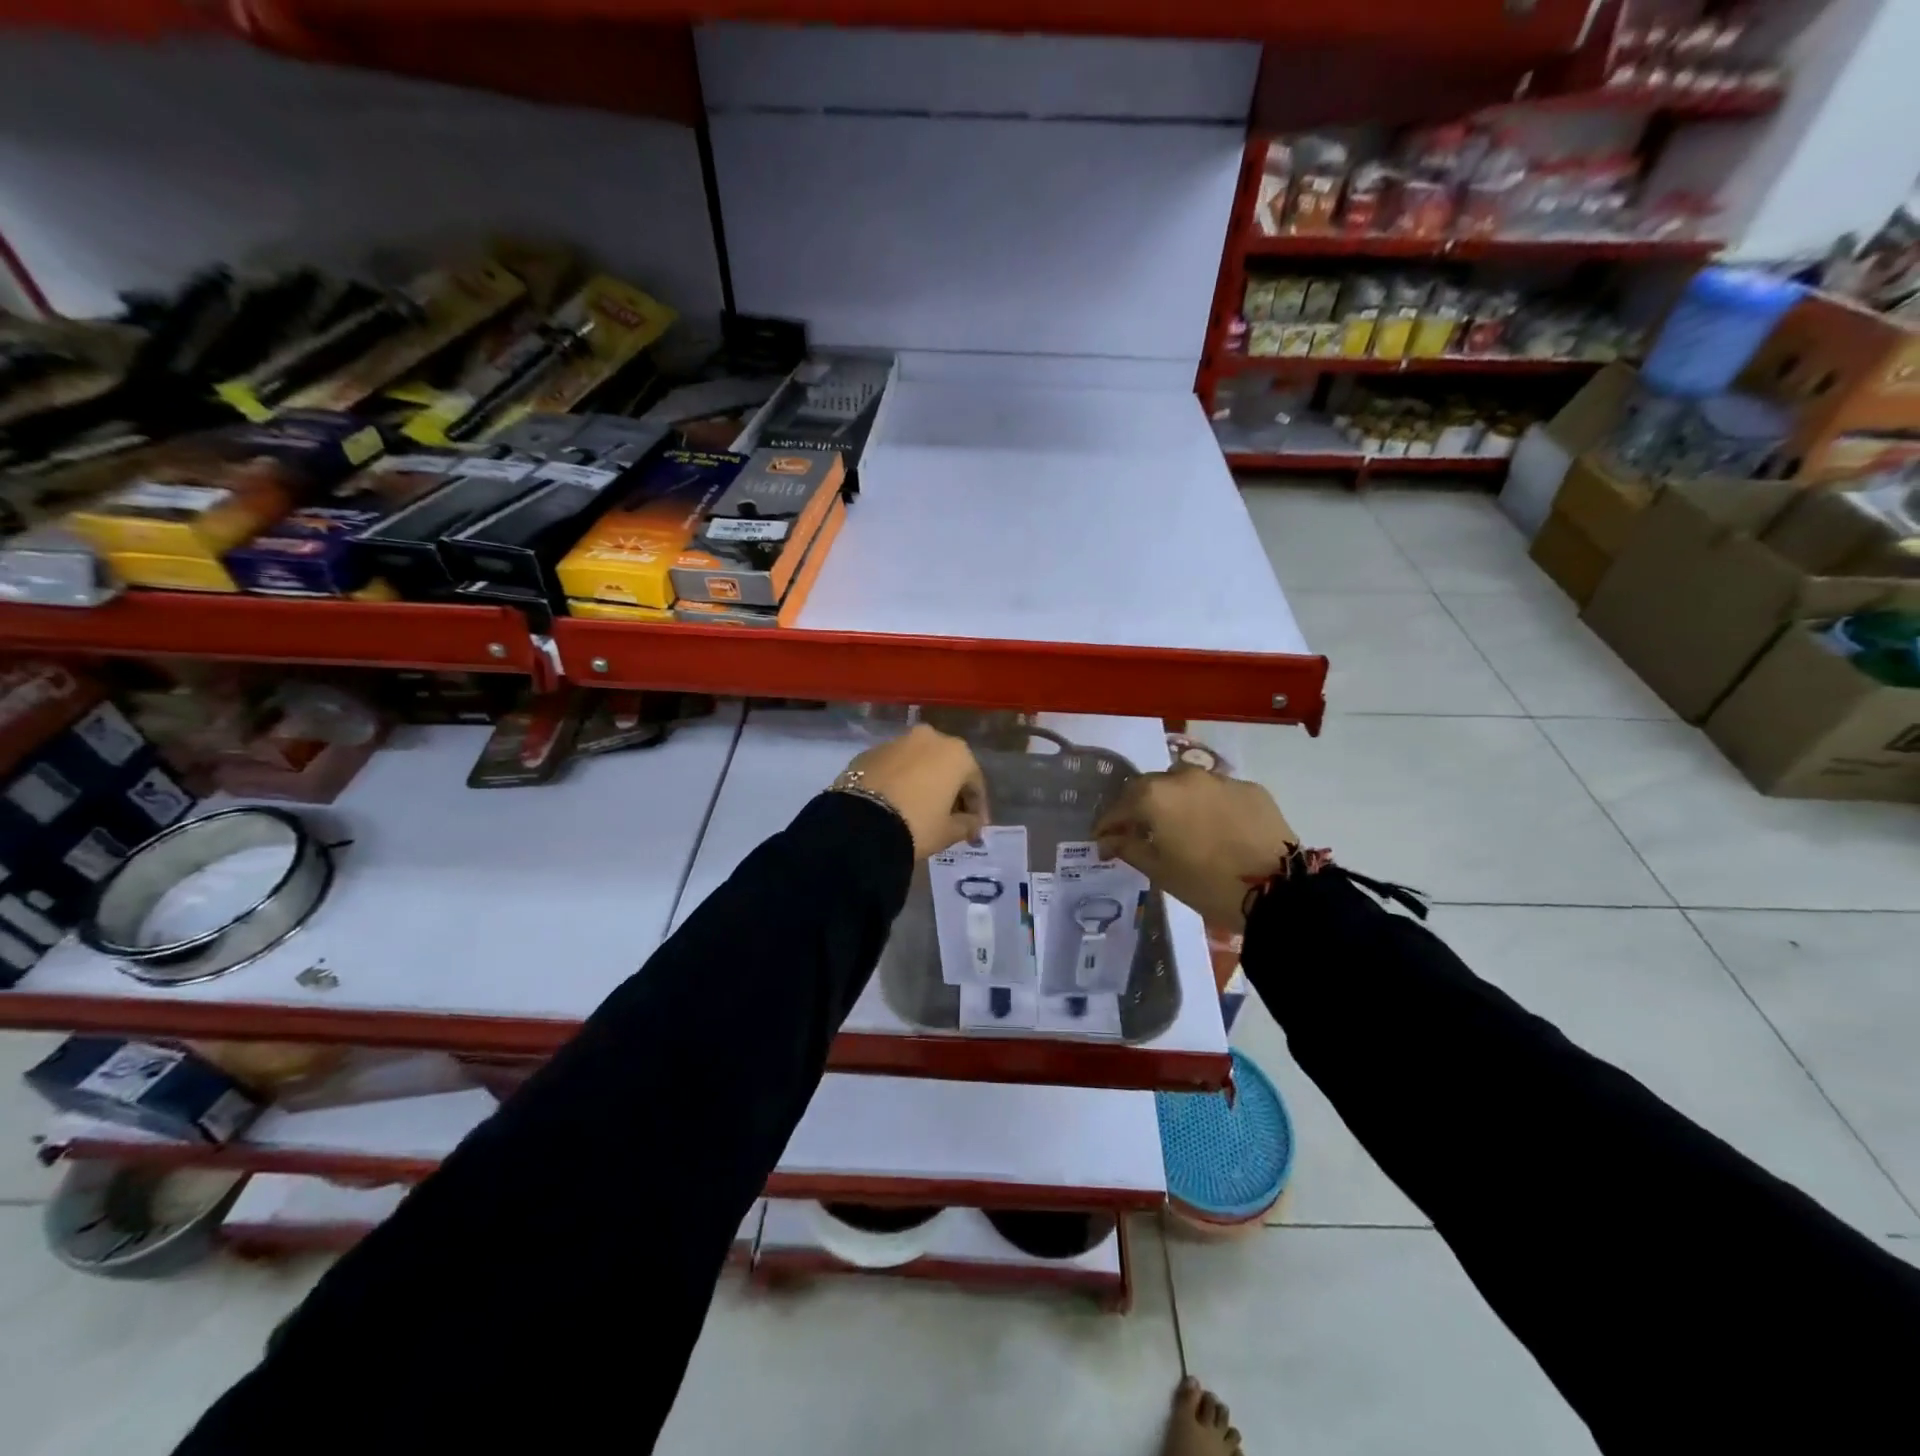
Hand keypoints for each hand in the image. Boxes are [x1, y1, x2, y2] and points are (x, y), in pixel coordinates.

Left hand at [838, 724, 986, 859]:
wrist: (859, 823)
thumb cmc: (917, 824)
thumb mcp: (948, 832)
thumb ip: (967, 825)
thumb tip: (972, 824)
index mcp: (956, 753)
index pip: (974, 782)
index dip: (977, 808)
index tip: (975, 828)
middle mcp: (929, 738)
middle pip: (947, 767)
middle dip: (950, 791)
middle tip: (949, 817)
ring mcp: (896, 741)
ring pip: (918, 763)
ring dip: (923, 782)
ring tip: (920, 809)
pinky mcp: (869, 752)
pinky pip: (894, 767)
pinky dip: (899, 780)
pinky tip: (895, 802)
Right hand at [1093, 765, 1295, 930]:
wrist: (1278, 890)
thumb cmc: (1207, 884)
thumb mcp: (1160, 871)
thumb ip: (1129, 848)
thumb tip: (1108, 840)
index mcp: (1154, 796)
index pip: (1119, 805)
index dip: (1108, 823)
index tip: (1103, 839)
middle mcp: (1183, 777)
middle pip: (1150, 786)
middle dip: (1140, 807)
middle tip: (1139, 831)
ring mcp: (1219, 779)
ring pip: (1185, 784)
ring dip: (1175, 801)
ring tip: (1179, 826)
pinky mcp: (1250, 788)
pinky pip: (1218, 792)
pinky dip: (1208, 805)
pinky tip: (1215, 827)